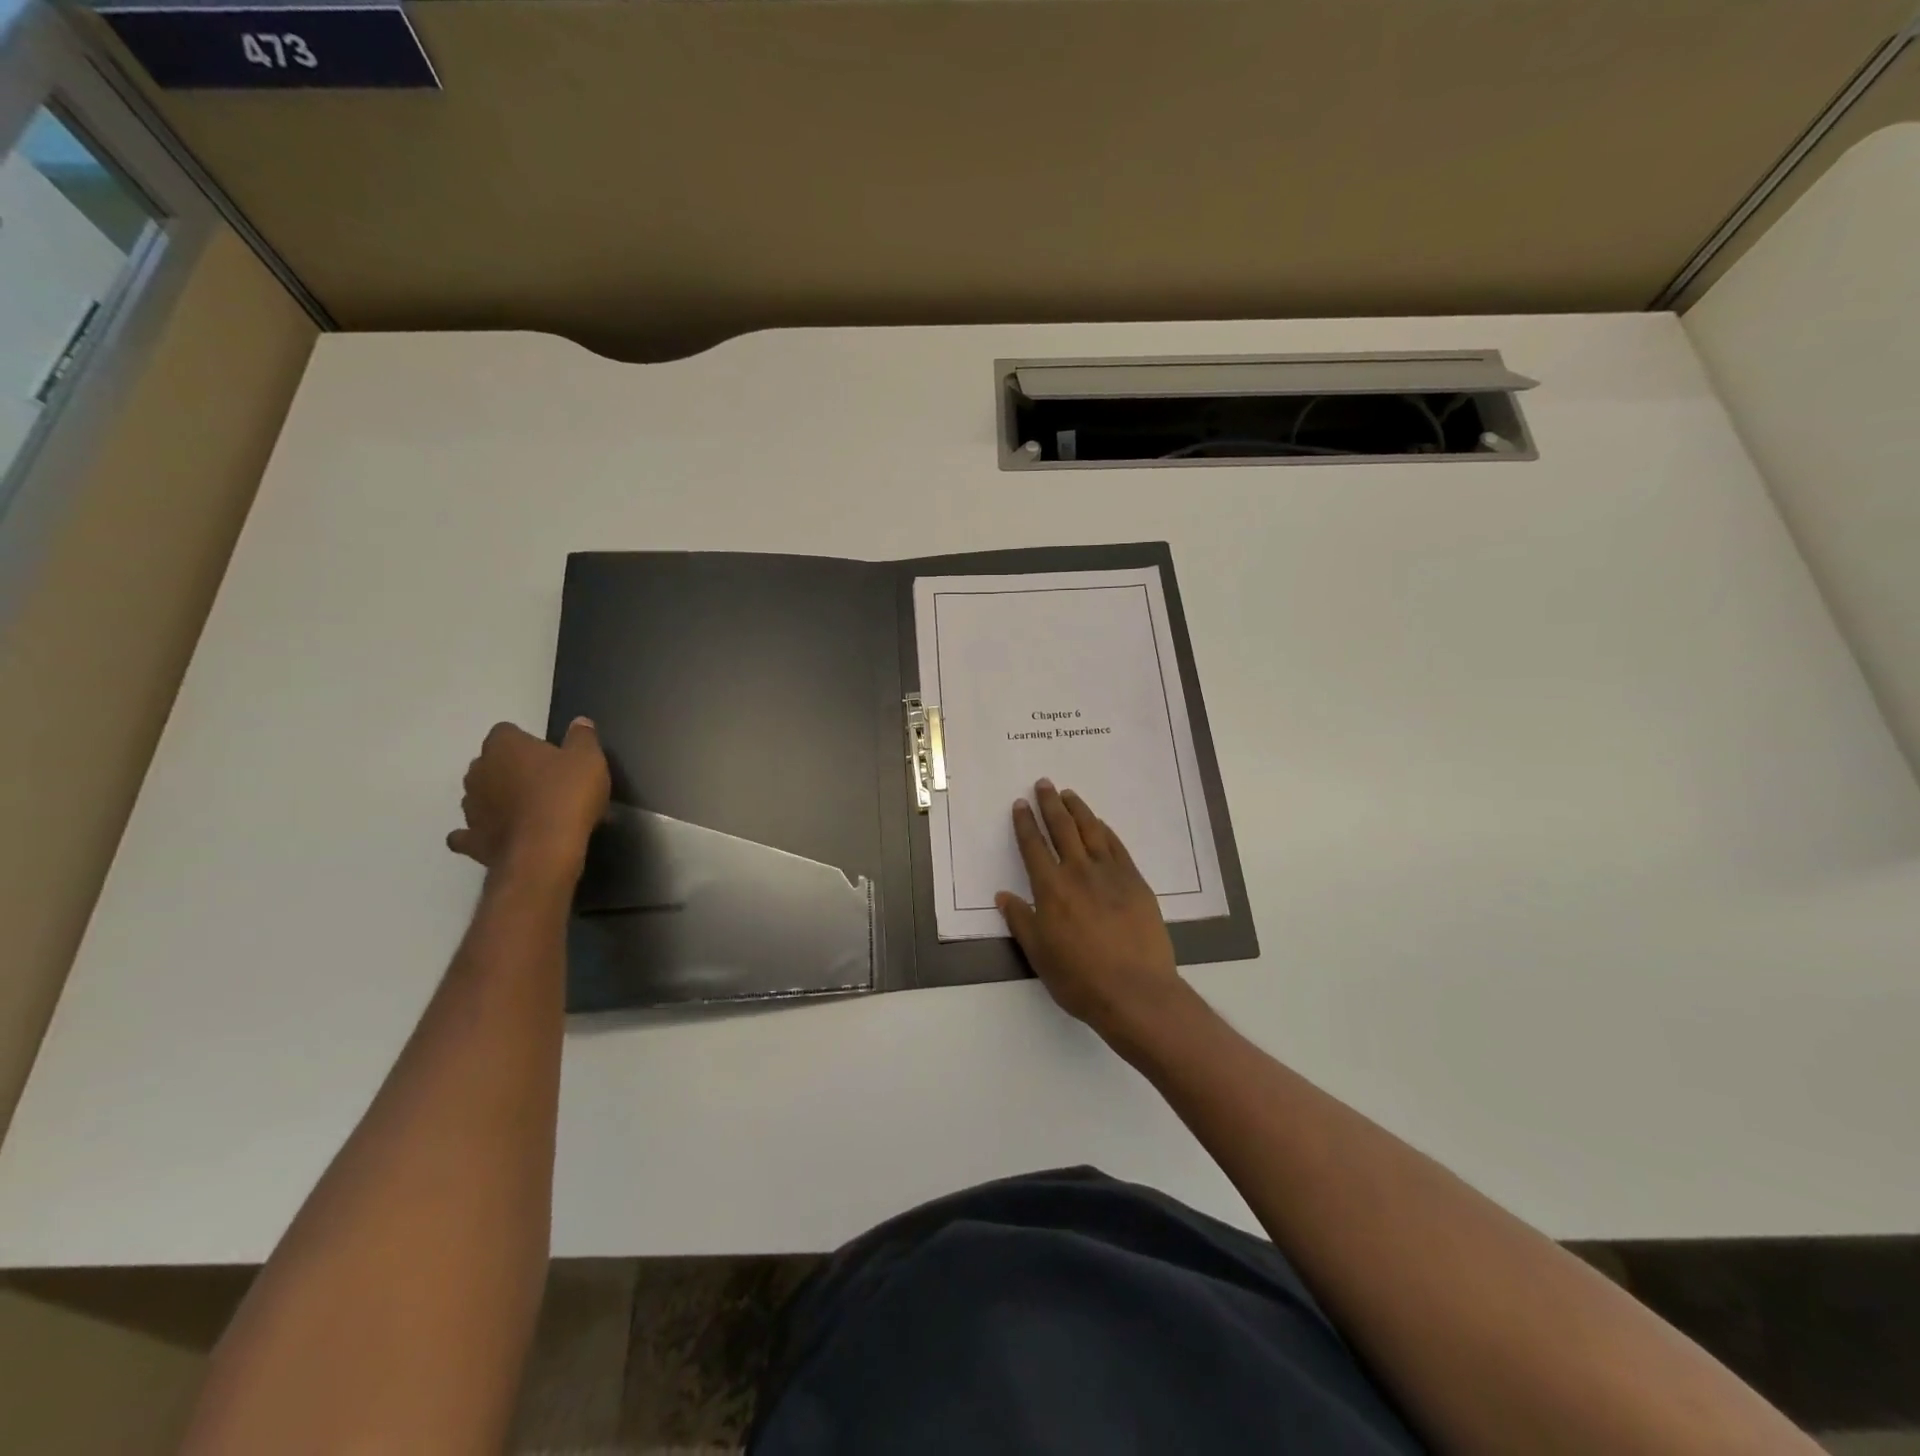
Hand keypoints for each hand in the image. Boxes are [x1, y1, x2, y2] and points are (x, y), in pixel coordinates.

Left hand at [447, 718, 609, 878]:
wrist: (545, 849)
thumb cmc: (567, 795)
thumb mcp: (589, 759)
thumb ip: (582, 738)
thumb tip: (580, 722)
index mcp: (505, 746)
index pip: (507, 732)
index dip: (527, 742)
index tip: (550, 755)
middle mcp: (479, 771)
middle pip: (491, 763)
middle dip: (511, 769)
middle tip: (544, 783)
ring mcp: (471, 807)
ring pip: (480, 795)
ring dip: (498, 799)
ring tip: (530, 812)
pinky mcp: (472, 839)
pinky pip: (468, 833)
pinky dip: (479, 832)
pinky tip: (496, 834)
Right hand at [996, 780, 1190, 1046]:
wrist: (1135, 991)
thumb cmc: (1080, 978)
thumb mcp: (1039, 954)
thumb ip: (1021, 921)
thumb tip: (1004, 896)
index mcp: (1051, 888)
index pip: (1033, 846)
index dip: (1025, 824)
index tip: (1020, 805)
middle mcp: (1079, 872)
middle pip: (1062, 828)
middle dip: (1050, 804)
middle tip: (1044, 784)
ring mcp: (1111, 874)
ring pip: (1091, 831)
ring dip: (1078, 809)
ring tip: (1069, 794)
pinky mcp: (1135, 882)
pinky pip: (1117, 847)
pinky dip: (1105, 831)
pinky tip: (1100, 824)